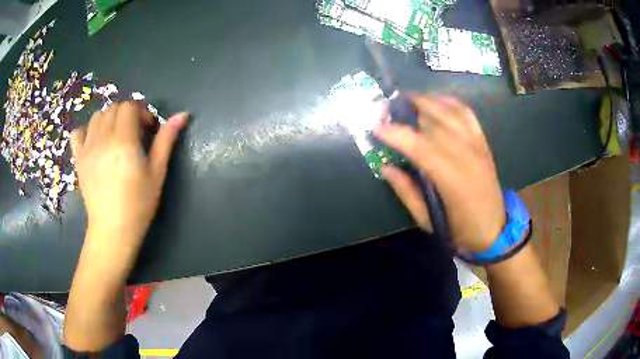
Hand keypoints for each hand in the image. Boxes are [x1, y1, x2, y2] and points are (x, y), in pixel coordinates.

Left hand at [70, 102, 187, 249]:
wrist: (113, 229)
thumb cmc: (139, 203)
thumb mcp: (157, 172)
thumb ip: (166, 140)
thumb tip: (182, 115)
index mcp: (124, 141)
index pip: (130, 107)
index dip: (141, 112)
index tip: (148, 129)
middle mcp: (103, 138)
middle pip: (114, 108)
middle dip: (127, 114)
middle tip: (134, 133)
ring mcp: (87, 148)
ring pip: (97, 117)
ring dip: (109, 119)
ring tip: (115, 137)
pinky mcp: (78, 159)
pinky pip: (77, 133)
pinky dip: (86, 131)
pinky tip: (94, 141)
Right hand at [374, 95, 504, 252]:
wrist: (495, 229)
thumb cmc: (460, 230)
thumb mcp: (427, 220)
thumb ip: (406, 192)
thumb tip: (385, 167)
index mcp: (452, 180)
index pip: (421, 147)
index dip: (397, 134)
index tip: (376, 127)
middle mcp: (467, 156)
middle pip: (435, 121)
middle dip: (408, 109)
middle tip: (387, 109)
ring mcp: (477, 145)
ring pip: (450, 112)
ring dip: (426, 100)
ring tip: (406, 99)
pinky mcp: (483, 142)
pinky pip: (467, 114)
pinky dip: (451, 102)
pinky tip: (437, 100)